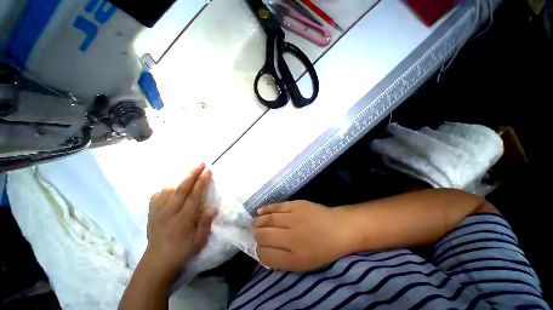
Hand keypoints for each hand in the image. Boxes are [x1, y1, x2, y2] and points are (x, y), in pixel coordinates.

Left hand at [143, 163, 216, 281]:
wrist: (157, 262)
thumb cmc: (182, 251)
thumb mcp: (199, 242)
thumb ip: (205, 223)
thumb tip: (213, 207)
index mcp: (183, 219)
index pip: (194, 195)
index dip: (202, 182)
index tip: (208, 171)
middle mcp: (170, 212)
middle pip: (182, 188)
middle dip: (192, 174)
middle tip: (201, 164)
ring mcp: (158, 212)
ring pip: (169, 190)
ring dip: (180, 179)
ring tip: (189, 174)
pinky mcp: (151, 213)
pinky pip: (158, 196)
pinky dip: (166, 189)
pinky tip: (171, 189)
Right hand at [252, 201, 353, 271]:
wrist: (338, 228)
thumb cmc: (322, 250)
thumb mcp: (303, 264)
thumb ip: (281, 261)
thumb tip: (263, 253)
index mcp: (293, 257)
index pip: (265, 255)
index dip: (258, 251)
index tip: (257, 247)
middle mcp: (291, 238)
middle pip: (264, 235)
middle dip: (256, 235)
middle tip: (252, 232)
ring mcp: (293, 218)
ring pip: (268, 220)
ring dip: (258, 221)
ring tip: (253, 222)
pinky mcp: (296, 205)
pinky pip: (277, 207)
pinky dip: (266, 209)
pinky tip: (259, 211)